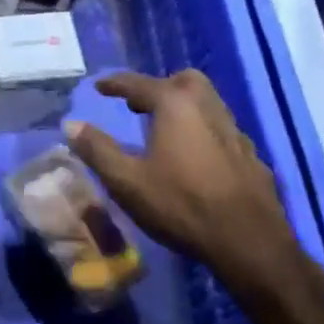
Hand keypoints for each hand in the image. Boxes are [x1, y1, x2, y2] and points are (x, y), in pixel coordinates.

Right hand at [63, 70, 307, 295]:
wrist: (248, 242)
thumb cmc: (180, 205)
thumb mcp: (126, 181)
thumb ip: (97, 149)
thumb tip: (72, 124)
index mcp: (175, 106)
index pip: (139, 84)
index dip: (115, 84)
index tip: (99, 87)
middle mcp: (208, 108)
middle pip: (184, 82)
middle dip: (159, 87)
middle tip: (139, 106)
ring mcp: (235, 131)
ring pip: (208, 103)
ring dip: (184, 107)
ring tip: (164, 130)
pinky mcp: (251, 156)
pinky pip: (222, 130)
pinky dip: (203, 131)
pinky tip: (196, 157)